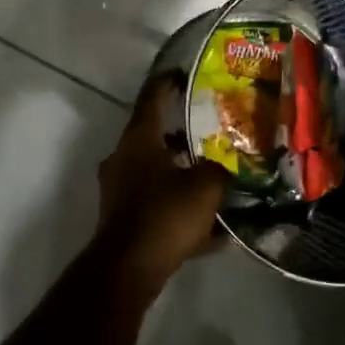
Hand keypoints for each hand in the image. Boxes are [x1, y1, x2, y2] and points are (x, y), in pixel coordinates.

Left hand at [96, 74, 228, 293]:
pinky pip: (157, 205)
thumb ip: (219, 170)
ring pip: (156, 172)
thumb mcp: (206, 186)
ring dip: (180, 174)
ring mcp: (118, 189)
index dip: (168, 83)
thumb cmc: (165, 214)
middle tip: (208, 131)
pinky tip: (211, 231)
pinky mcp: (122, 219)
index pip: (152, 97)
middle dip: (180, 134)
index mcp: (138, 139)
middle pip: (153, 136)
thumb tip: (226, 169)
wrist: (128, 270)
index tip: (183, 74)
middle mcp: (123, 158)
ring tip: (213, 179)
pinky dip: (179, 210)